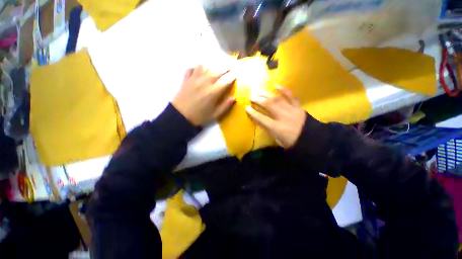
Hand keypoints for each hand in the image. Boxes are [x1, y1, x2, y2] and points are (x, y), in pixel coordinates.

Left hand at [172, 65, 236, 125]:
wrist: (180, 117)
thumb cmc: (200, 116)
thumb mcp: (215, 114)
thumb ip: (225, 105)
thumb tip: (234, 98)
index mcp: (213, 91)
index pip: (226, 80)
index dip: (232, 76)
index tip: (236, 73)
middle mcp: (205, 82)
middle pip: (217, 70)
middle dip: (225, 67)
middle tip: (229, 66)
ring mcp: (194, 79)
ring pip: (205, 66)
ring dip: (211, 66)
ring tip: (215, 68)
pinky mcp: (186, 79)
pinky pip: (192, 68)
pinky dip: (197, 67)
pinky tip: (199, 70)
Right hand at [246, 87, 305, 148]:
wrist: (311, 139)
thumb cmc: (291, 142)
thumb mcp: (277, 139)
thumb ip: (268, 129)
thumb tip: (260, 121)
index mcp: (276, 127)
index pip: (261, 118)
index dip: (253, 113)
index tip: (247, 108)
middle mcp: (282, 116)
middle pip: (268, 105)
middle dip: (258, 100)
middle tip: (252, 97)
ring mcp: (291, 110)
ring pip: (277, 99)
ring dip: (267, 94)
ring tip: (259, 92)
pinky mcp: (297, 106)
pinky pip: (290, 96)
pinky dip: (284, 90)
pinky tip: (276, 86)